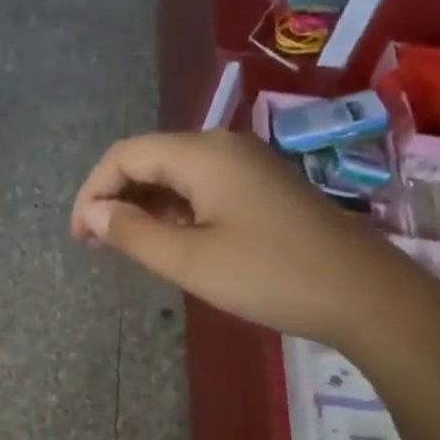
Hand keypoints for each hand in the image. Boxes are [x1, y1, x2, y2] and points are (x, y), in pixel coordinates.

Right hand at [71, 130, 405, 347]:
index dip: (92, 192)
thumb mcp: (190, 261)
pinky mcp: (263, 190)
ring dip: (145, 207)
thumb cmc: (268, 275)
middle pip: (151, 159)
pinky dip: (176, 212)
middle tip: (97, 246)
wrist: (359, 292)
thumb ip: (133, 233)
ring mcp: (248, 166)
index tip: (80, 238)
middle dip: (116, 198)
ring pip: (177, 176)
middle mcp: (223, 147)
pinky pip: (203, 190)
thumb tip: (93, 213)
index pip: (126, 155)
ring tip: (127, 249)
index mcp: (202, 154)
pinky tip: (171, 243)